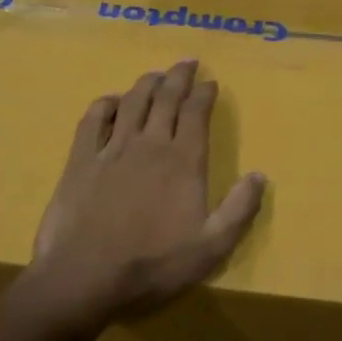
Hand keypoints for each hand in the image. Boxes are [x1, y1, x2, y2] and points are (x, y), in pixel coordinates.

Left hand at [32, 60, 265, 328]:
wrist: (85, 277)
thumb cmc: (154, 264)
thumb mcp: (212, 248)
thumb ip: (240, 209)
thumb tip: (260, 175)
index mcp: (184, 161)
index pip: (197, 113)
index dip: (205, 93)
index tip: (211, 82)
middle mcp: (150, 144)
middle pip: (166, 98)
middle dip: (179, 76)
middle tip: (187, 62)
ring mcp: (112, 149)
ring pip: (133, 101)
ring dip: (147, 83)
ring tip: (156, 74)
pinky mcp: (81, 160)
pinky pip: (93, 120)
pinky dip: (106, 104)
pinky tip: (112, 101)